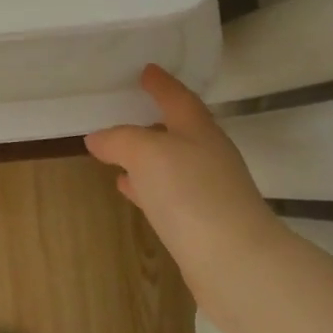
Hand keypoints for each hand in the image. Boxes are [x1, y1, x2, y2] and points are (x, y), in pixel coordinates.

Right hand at [85, 65, 284, 285]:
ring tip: (116, 153)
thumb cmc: (190, 193)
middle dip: (154, 120)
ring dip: (145, 156)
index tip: (147, 70)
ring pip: (171, 163)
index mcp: (199, 131)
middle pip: (179, 130)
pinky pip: (167, 193)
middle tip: (127, 110)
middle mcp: (207, 156)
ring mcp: (207, 191)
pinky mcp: (201, 222)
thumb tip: (97, 138)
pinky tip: (129, 189)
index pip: (178, 98)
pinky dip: (146, 186)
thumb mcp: (146, 153)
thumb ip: (120, 140)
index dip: (161, 84)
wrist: (234, 261)